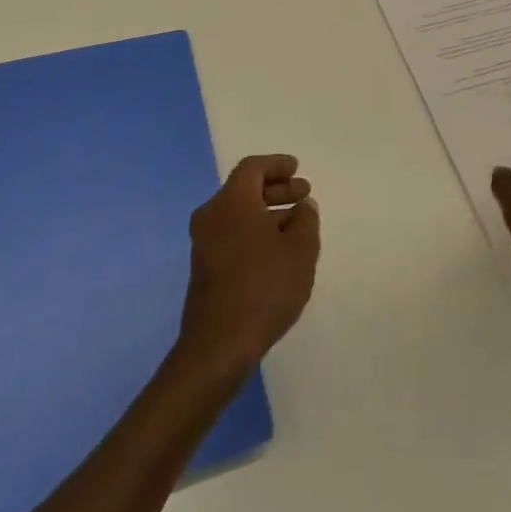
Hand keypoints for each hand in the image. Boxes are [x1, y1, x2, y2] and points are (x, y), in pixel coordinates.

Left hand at [177, 154, 319, 370]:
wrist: (218, 346)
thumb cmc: (264, 287)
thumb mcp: (300, 249)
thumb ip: (306, 220)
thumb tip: (302, 206)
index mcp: (232, 201)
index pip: (253, 167)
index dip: (277, 165)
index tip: (297, 169)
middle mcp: (212, 215)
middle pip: (244, 189)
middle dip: (276, 189)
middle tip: (303, 195)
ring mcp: (204, 243)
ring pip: (238, 213)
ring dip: (267, 212)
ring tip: (296, 225)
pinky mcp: (204, 268)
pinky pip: (232, 234)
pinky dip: (254, 231)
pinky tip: (277, 250)